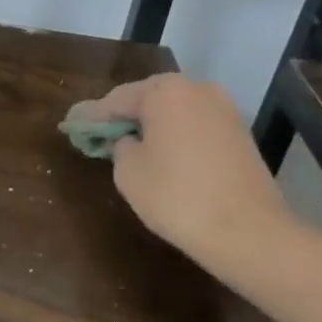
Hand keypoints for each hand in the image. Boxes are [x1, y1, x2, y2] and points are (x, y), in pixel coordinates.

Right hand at [70, 73, 291, 259]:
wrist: (251, 233)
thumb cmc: (177, 196)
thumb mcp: (128, 171)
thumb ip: (119, 146)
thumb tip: (129, 141)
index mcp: (164, 90)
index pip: (115, 100)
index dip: (91, 116)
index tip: (71, 125)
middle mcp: (196, 89)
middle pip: (147, 99)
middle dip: (124, 116)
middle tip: (100, 134)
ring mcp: (224, 110)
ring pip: (175, 112)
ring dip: (153, 126)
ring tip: (131, 145)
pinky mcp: (241, 134)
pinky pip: (196, 128)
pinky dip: (177, 137)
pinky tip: (165, 156)